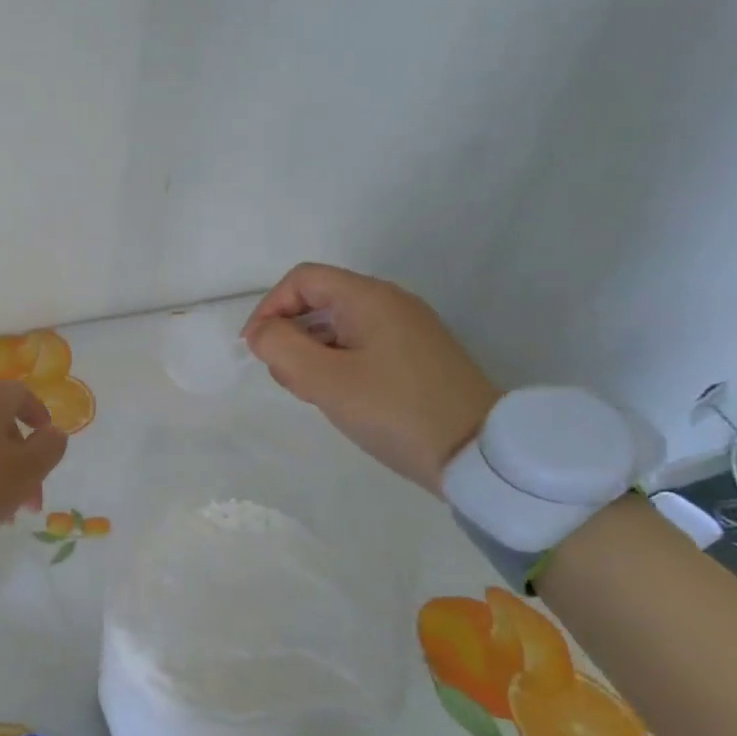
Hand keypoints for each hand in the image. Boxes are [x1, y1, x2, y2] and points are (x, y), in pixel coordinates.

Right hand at [242, 263, 500, 494]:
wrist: (480, 455)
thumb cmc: (395, 411)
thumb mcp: (325, 381)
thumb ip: (281, 348)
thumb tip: (261, 332)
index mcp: (369, 298)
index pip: (302, 280)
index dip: (269, 308)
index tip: (256, 349)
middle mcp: (390, 303)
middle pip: (319, 300)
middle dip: (290, 334)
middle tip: (287, 378)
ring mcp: (407, 330)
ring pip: (338, 326)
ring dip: (311, 353)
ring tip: (311, 393)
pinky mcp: (416, 357)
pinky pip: (360, 345)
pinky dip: (336, 363)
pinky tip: (338, 397)